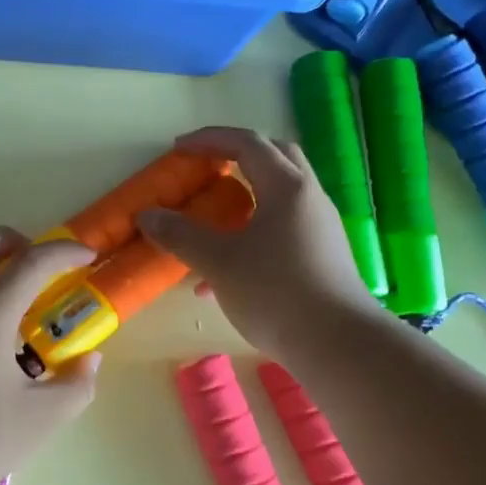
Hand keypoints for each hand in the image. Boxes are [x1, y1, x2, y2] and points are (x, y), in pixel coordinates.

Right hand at [137, 126, 373, 355]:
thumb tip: (146, 215)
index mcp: (286, 187)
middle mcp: (309, 198)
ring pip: (280, 195)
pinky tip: (229, 273)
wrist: (339, 345)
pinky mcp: (324, 255)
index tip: (179, 149)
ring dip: (246, 197)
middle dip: (237, 156)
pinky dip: (255, 230)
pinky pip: (285, 227)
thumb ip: (180, 235)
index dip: (210, 140)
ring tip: (212, 223)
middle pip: (275, 157)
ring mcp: (321, 227)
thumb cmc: (275, 292)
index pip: (247, 144)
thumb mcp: (219, 262)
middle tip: (207, 168)